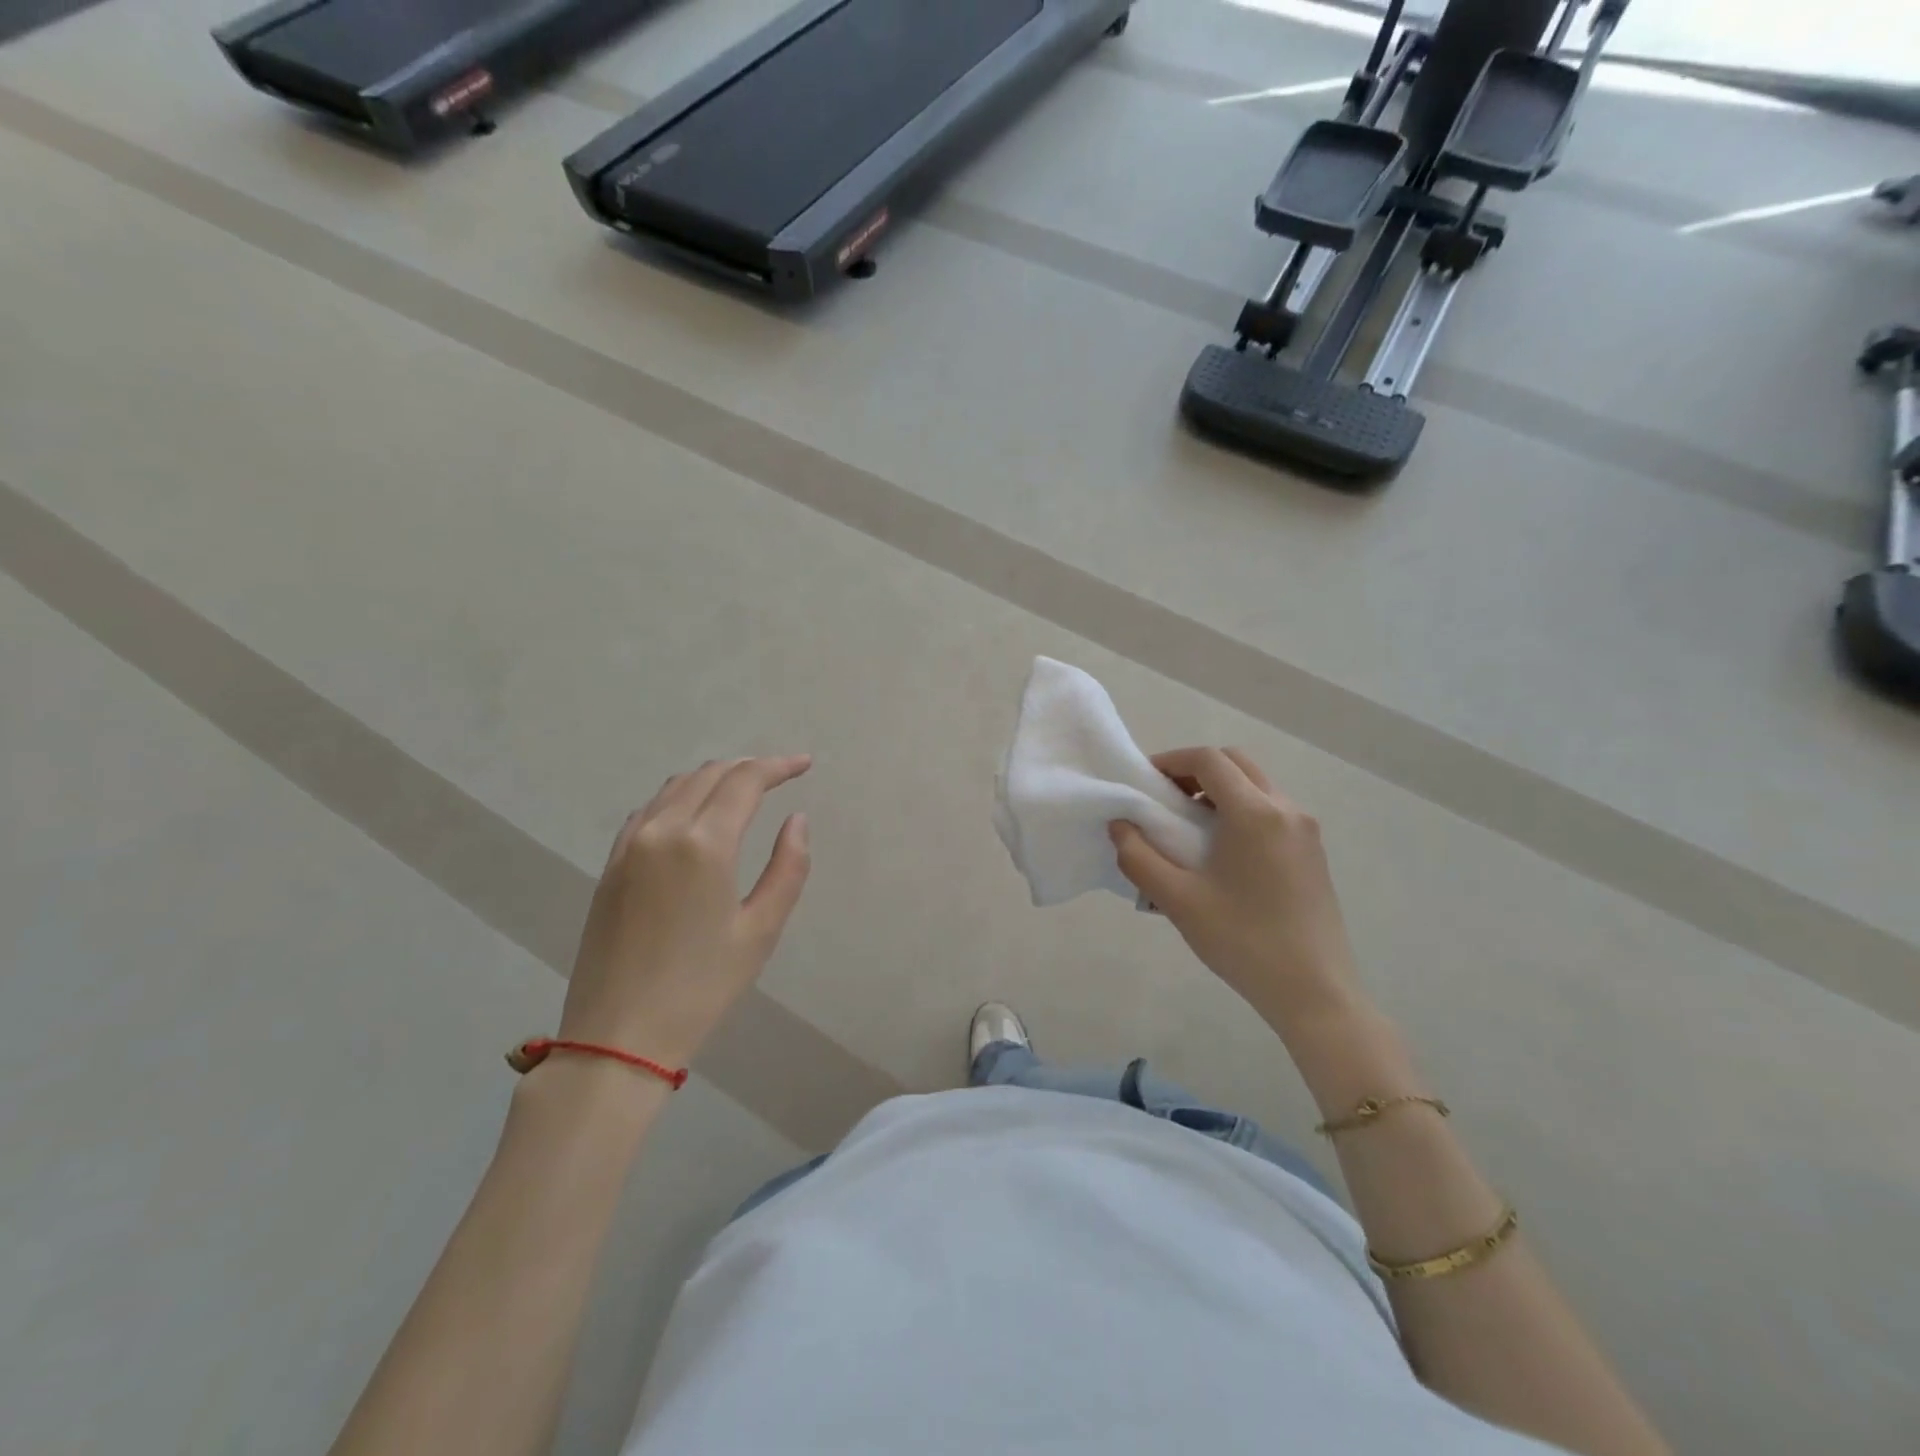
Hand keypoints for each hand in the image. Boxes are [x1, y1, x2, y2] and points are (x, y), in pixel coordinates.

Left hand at [560, 756, 811, 1066]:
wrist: (618, 1036)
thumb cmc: (701, 987)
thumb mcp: (761, 930)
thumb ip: (788, 867)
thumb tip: (796, 820)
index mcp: (704, 843)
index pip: (745, 781)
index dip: (778, 766)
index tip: (804, 764)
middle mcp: (662, 830)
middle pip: (710, 775)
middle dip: (749, 767)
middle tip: (780, 775)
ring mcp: (629, 845)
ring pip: (676, 786)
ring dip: (714, 777)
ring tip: (744, 788)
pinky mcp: (611, 864)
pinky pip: (649, 809)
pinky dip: (680, 796)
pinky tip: (694, 812)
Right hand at [1109, 747, 1360, 1035]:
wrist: (1314, 992)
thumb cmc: (1242, 941)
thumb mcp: (1178, 900)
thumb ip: (1138, 857)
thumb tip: (1120, 825)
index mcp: (1255, 813)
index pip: (1209, 759)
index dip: (1171, 761)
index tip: (1144, 782)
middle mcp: (1286, 809)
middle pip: (1236, 763)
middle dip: (1196, 770)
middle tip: (1165, 799)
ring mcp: (1305, 830)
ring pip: (1257, 786)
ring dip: (1219, 790)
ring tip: (1188, 827)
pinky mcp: (1312, 852)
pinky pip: (1271, 811)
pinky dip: (1241, 810)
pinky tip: (1221, 852)